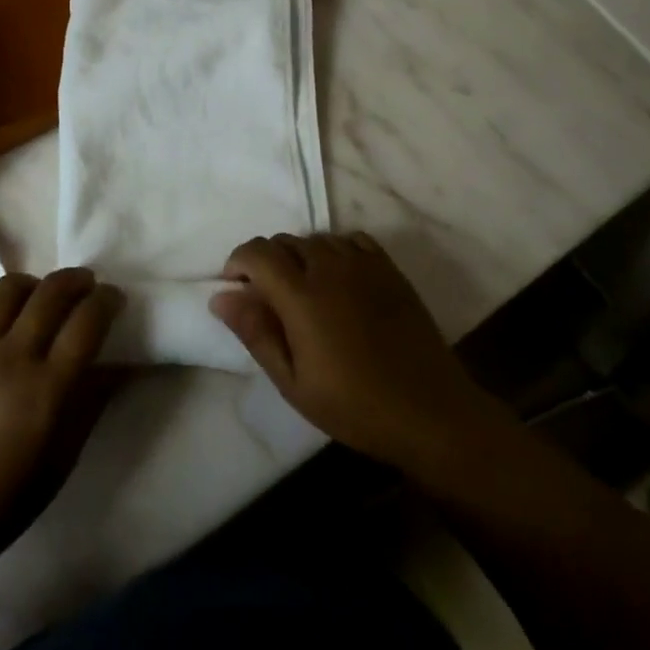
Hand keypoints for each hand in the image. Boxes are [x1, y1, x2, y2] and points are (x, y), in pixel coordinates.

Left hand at [0, 268, 123, 560]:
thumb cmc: (5, 499)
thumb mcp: (63, 460)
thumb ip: (92, 404)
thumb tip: (120, 366)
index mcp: (47, 388)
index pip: (87, 321)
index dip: (107, 301)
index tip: (114, 298)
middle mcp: (12, 356)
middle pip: (51, 292)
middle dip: (76, 280)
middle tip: (86, 287)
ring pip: (8, 289)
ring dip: (33, 285)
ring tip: (40, 298)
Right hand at [209, 233, 499, 473]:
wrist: (429, 411)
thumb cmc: (354, 405)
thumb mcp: (293, 382)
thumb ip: (255, 333)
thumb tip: (221, 296)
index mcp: (301, 295)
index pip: (257, 252)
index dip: (238, 262)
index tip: (236, 288)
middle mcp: (329, 267)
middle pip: (284, 241)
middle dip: (266, 261)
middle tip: (268, 299)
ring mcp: (363, 263)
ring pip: (316, 238)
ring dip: (299, 255)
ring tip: (303, 290)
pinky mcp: (388, 268)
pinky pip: (350, 240)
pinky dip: (334, 250)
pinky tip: (338, 279)